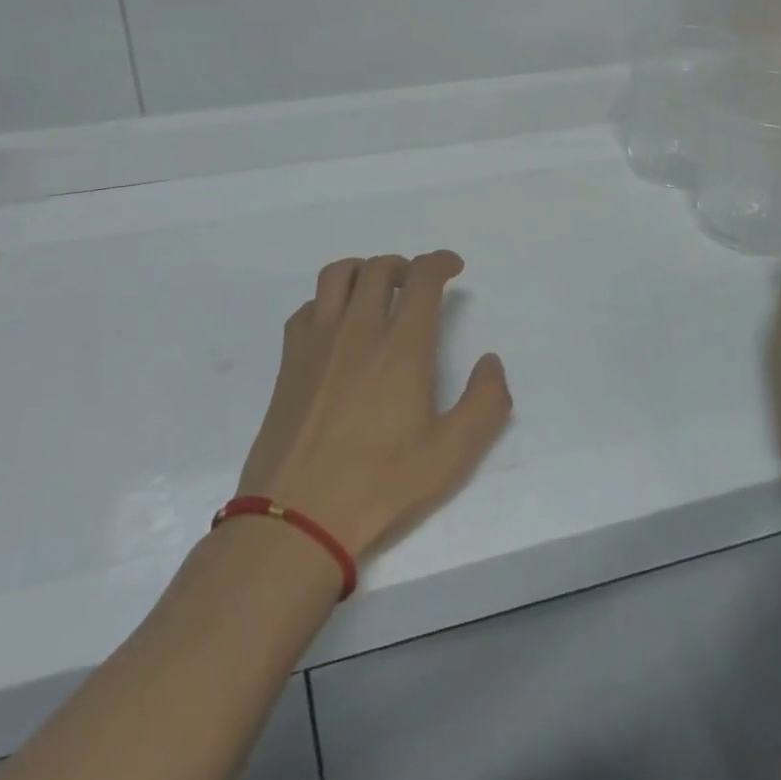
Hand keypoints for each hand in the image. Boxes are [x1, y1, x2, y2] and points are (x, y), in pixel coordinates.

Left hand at [236, 253, 511, 563]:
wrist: (296, 516)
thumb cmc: (380, 485)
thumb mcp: (451, 456)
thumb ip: (485, 403)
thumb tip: (491, 362)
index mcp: (401, 347)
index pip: (422, 278)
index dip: (440, 262)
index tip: (452, 266)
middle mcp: (358, 330)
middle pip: (379, 268)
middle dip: (404, 265)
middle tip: (416, 284)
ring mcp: (318, 340)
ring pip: (337, 274)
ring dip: (363, 269)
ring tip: (376, 290)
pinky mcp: (289, 358)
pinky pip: (308, 306)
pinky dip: (328, 301)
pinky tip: (337, 326)